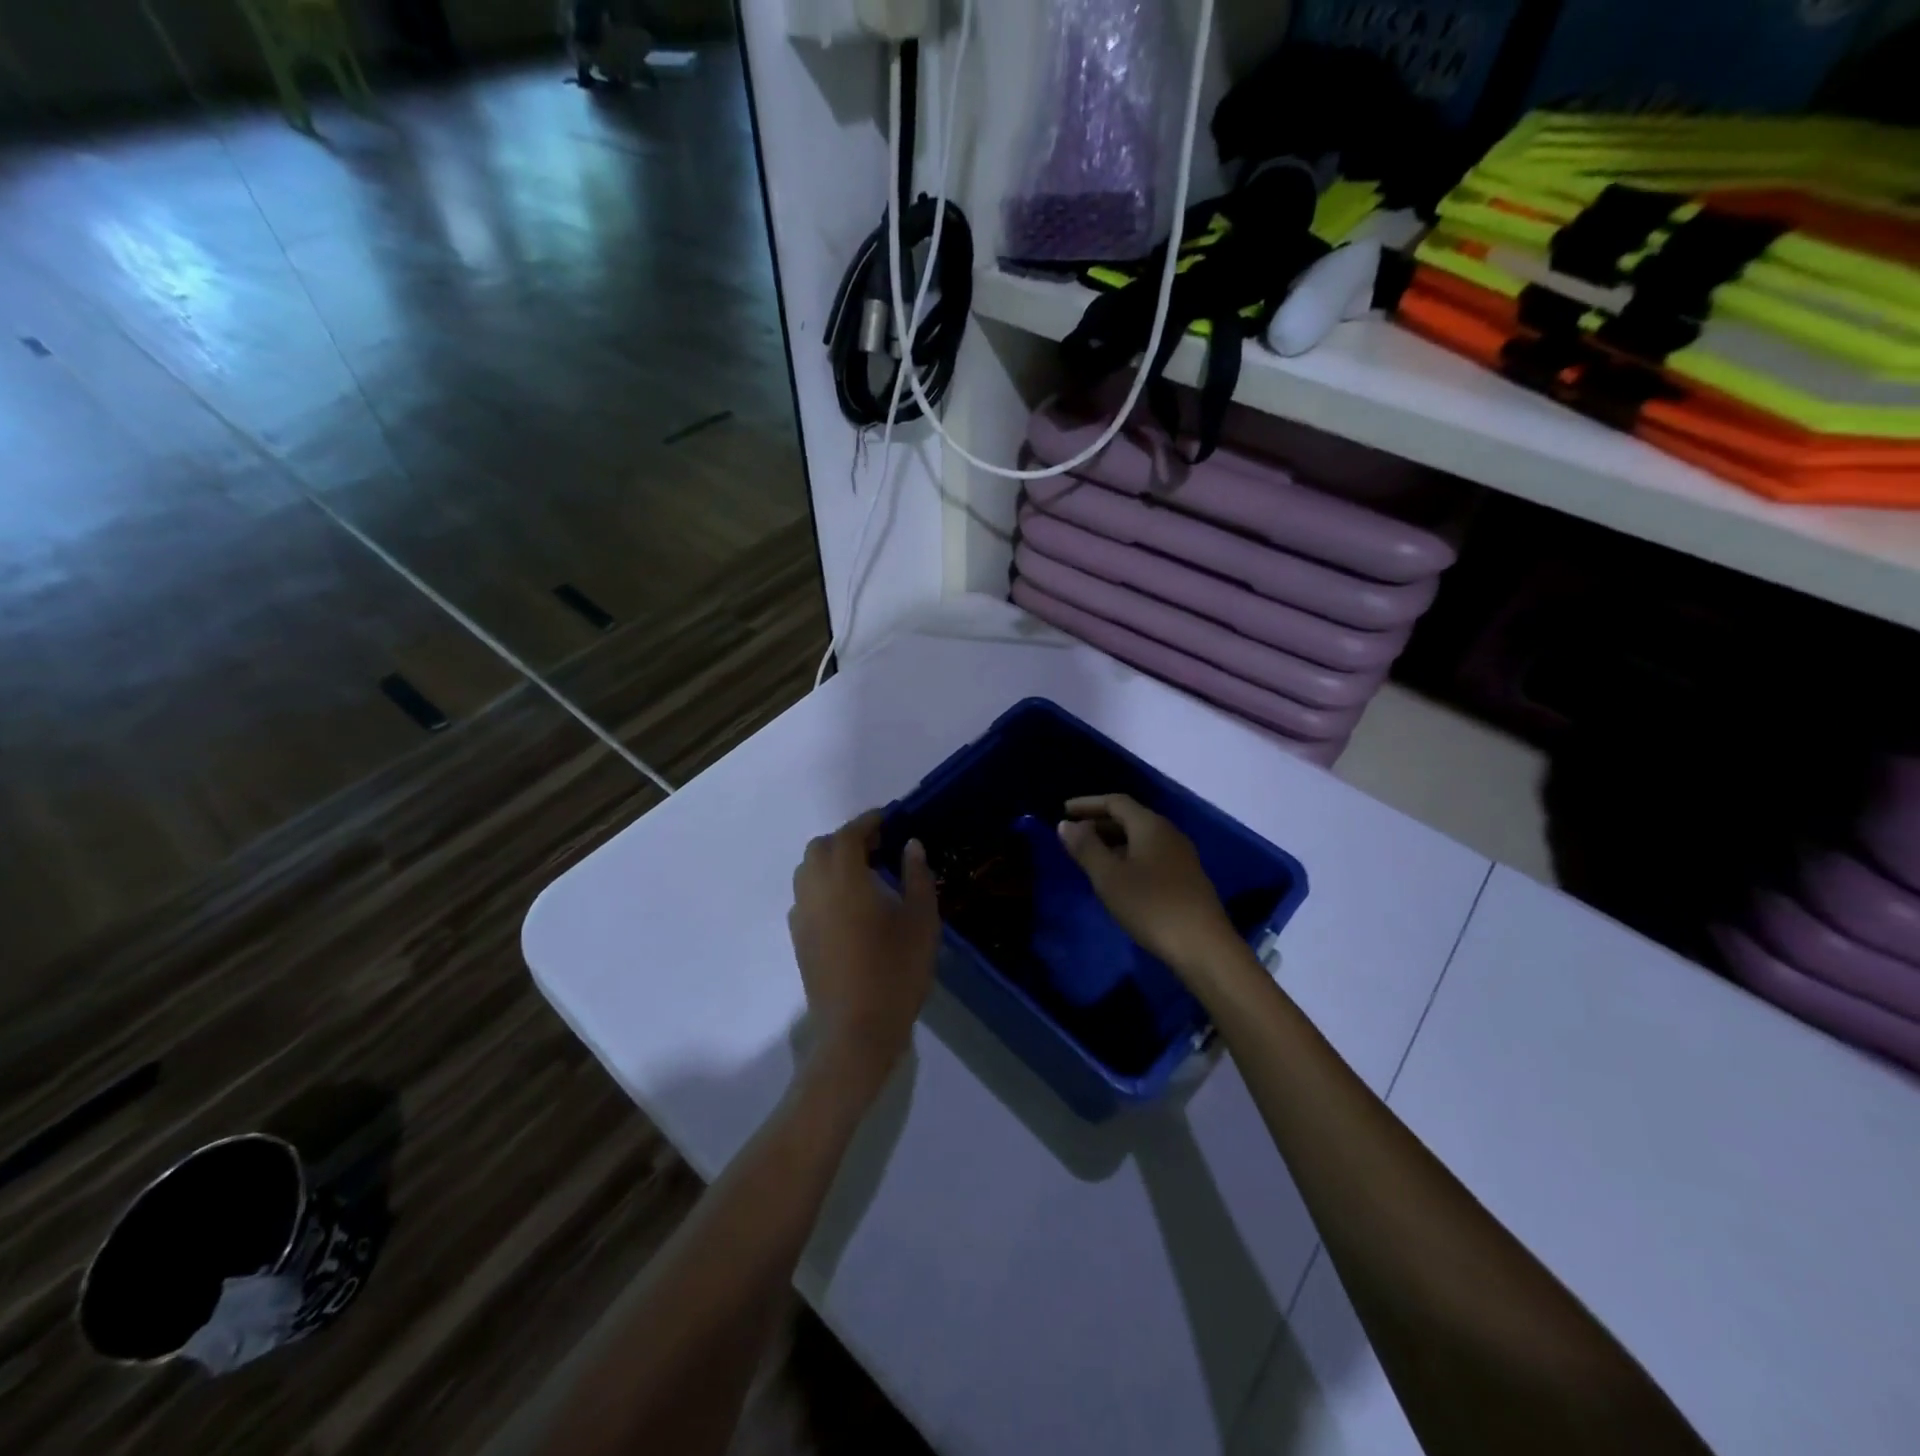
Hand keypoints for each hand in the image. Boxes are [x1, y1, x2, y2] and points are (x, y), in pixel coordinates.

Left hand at [788, 810, 939, 1087]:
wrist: (856, 1031)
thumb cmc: (896, 971)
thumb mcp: (921, 921)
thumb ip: (917, 877)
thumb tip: (911, 845)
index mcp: (845, 878)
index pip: (850, 835)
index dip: (868, 822)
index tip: (888, 819)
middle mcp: (815, 889)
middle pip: (821, 848)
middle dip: (846, 839)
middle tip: (878, 848)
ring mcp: (802, 915)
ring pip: (807, 871)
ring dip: (831, 862)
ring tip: (863, 874)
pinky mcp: (798, 939)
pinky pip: (805, 897)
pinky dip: (822, 887)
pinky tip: (848, 906)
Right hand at [1058, 795, 1243, 985]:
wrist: (1203, 946)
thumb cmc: (1150, 906)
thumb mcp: (1109, 877)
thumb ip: (1086, 847)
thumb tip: (1066, 824)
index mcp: (1150, 825)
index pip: (1115, 802)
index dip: (1087, 804)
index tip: (1063, 810)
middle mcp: (1168, 832)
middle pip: (1129, 817)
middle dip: (1099, 822)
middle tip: (1073, 834)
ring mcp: (1180, 855)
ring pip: (1140, 837)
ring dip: (1113, 841)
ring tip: (1090, 855)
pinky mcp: (1185, 877)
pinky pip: (1150, 854)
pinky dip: (1128, 855)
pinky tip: (1117, 876)